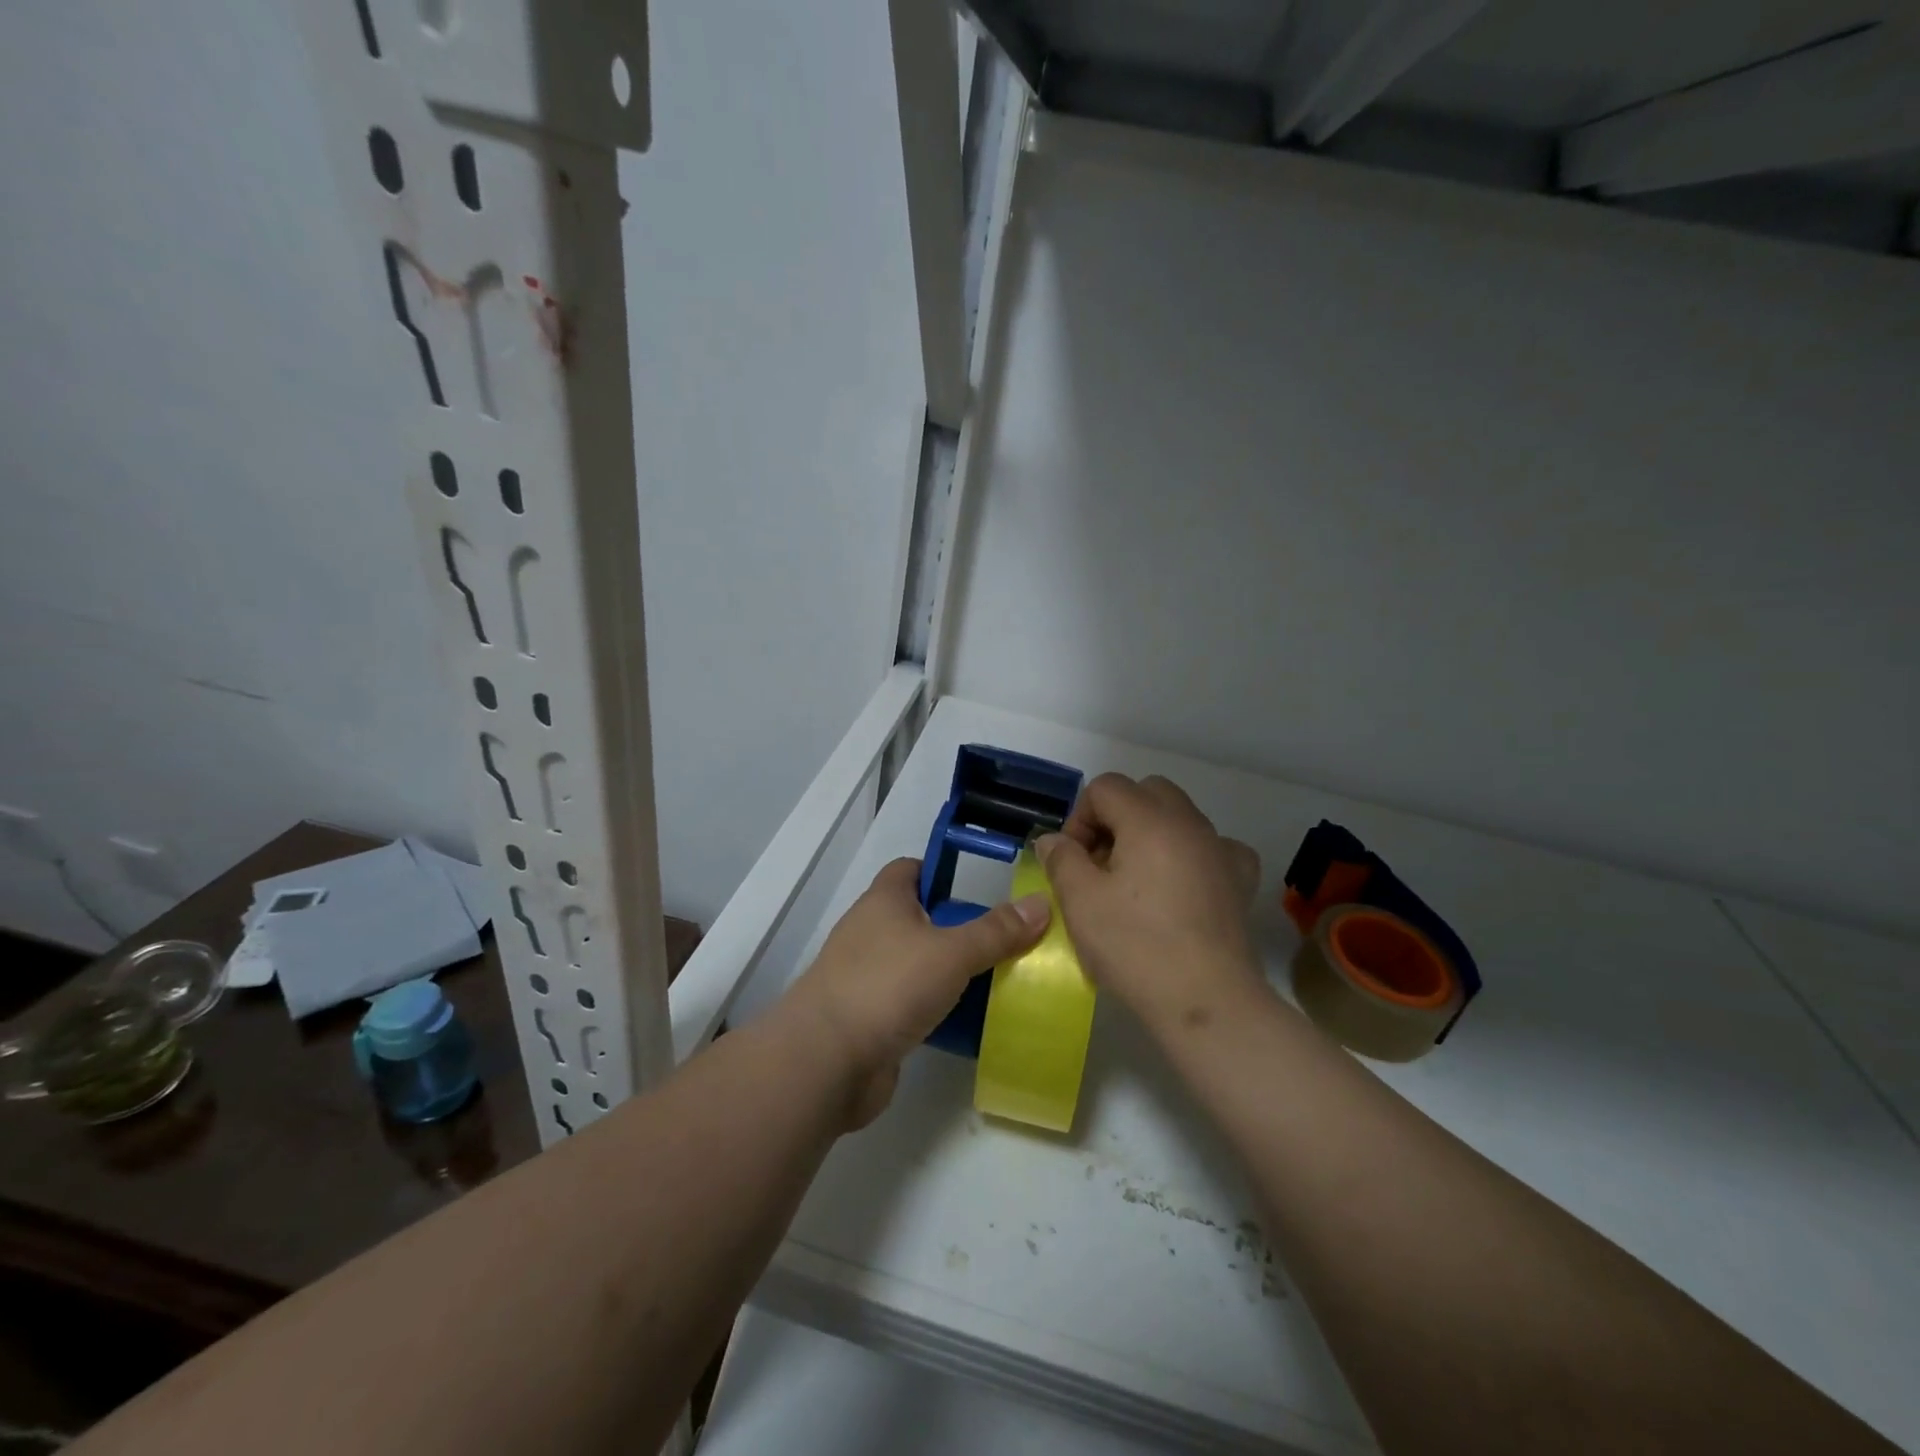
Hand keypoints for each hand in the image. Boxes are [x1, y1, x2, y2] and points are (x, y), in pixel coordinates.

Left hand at [776, 858, 1049, 1126]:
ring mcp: (866, 977)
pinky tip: (971, 1025)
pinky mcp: (869, 1019)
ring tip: (998, 982)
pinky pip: (911, 1004)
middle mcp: (871, 932)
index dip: (942, 871)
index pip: (912, 869)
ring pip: (918, 964)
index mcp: (884, 901)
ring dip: (951, 974)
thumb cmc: (888, 986)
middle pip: (920, 918)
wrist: (827, 1061)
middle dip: (959, 929)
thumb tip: (1040, 903)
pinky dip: (937, 1011)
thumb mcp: (952, 952)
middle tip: (1004, 941)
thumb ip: (997, 931)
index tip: (979, 888)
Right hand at [1037, 774, 1263, 1037]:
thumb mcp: (1080, 901)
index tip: (1074, 861)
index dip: (1080, 818)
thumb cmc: (1136, 947)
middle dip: (1116, 818)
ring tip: (1136, 881)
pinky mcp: (1240, 880)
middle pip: (1146, 792)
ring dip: (1150, 834)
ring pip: (1179, 817)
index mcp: (1149, 820)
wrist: (1207, 1002)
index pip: (1105, 788)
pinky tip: (1181, 886)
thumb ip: (1061, 859)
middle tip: (1101, 864)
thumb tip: (1054, 840)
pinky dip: (1191, 855)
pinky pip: (1212, 847)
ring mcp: (1221, 850)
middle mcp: (1190, 823)